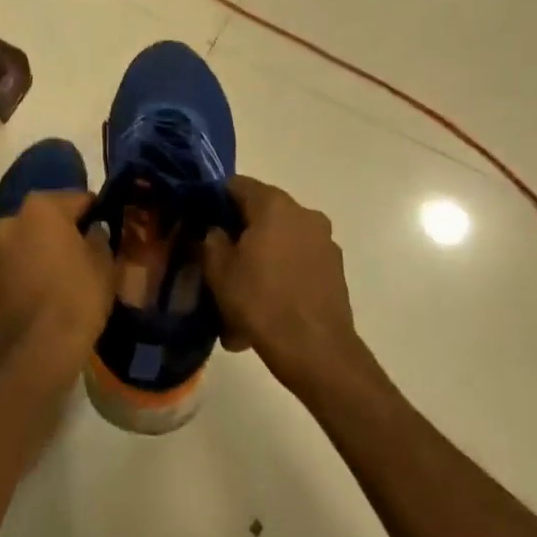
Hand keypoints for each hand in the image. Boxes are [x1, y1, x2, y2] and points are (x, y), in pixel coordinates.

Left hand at [0, 191, 114, 378]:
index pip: (80, 199)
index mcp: (42, 206)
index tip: (110, 229)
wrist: (34, 350)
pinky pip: (20, 260)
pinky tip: (52, 286)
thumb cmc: (76, 297)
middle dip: (68, 229)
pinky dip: (34, 266)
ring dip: (48, 247)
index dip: (98, 213)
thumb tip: (93, 230)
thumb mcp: (103, 264)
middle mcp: (13, 217)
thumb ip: (100, 237)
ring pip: (32, 238)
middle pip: (50, 216)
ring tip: (72, 272)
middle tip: (91, 251)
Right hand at [201, 175, 359, 394]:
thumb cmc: (261, 301)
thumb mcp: (218, 269)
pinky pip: (298, 260)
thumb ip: (211, 239)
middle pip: (262, 211)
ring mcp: (324, 241)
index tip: (201, 223)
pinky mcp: (335, 269)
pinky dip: (281, 273)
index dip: (214, 201)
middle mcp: (304, 213)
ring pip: (281, 238)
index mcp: (274, 204)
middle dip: (240, 231)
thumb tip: (217, 231)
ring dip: (262, 254)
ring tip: (243, 288)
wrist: (316, 351)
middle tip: (219, 258)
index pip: (236, 185)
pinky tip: (266, 303)